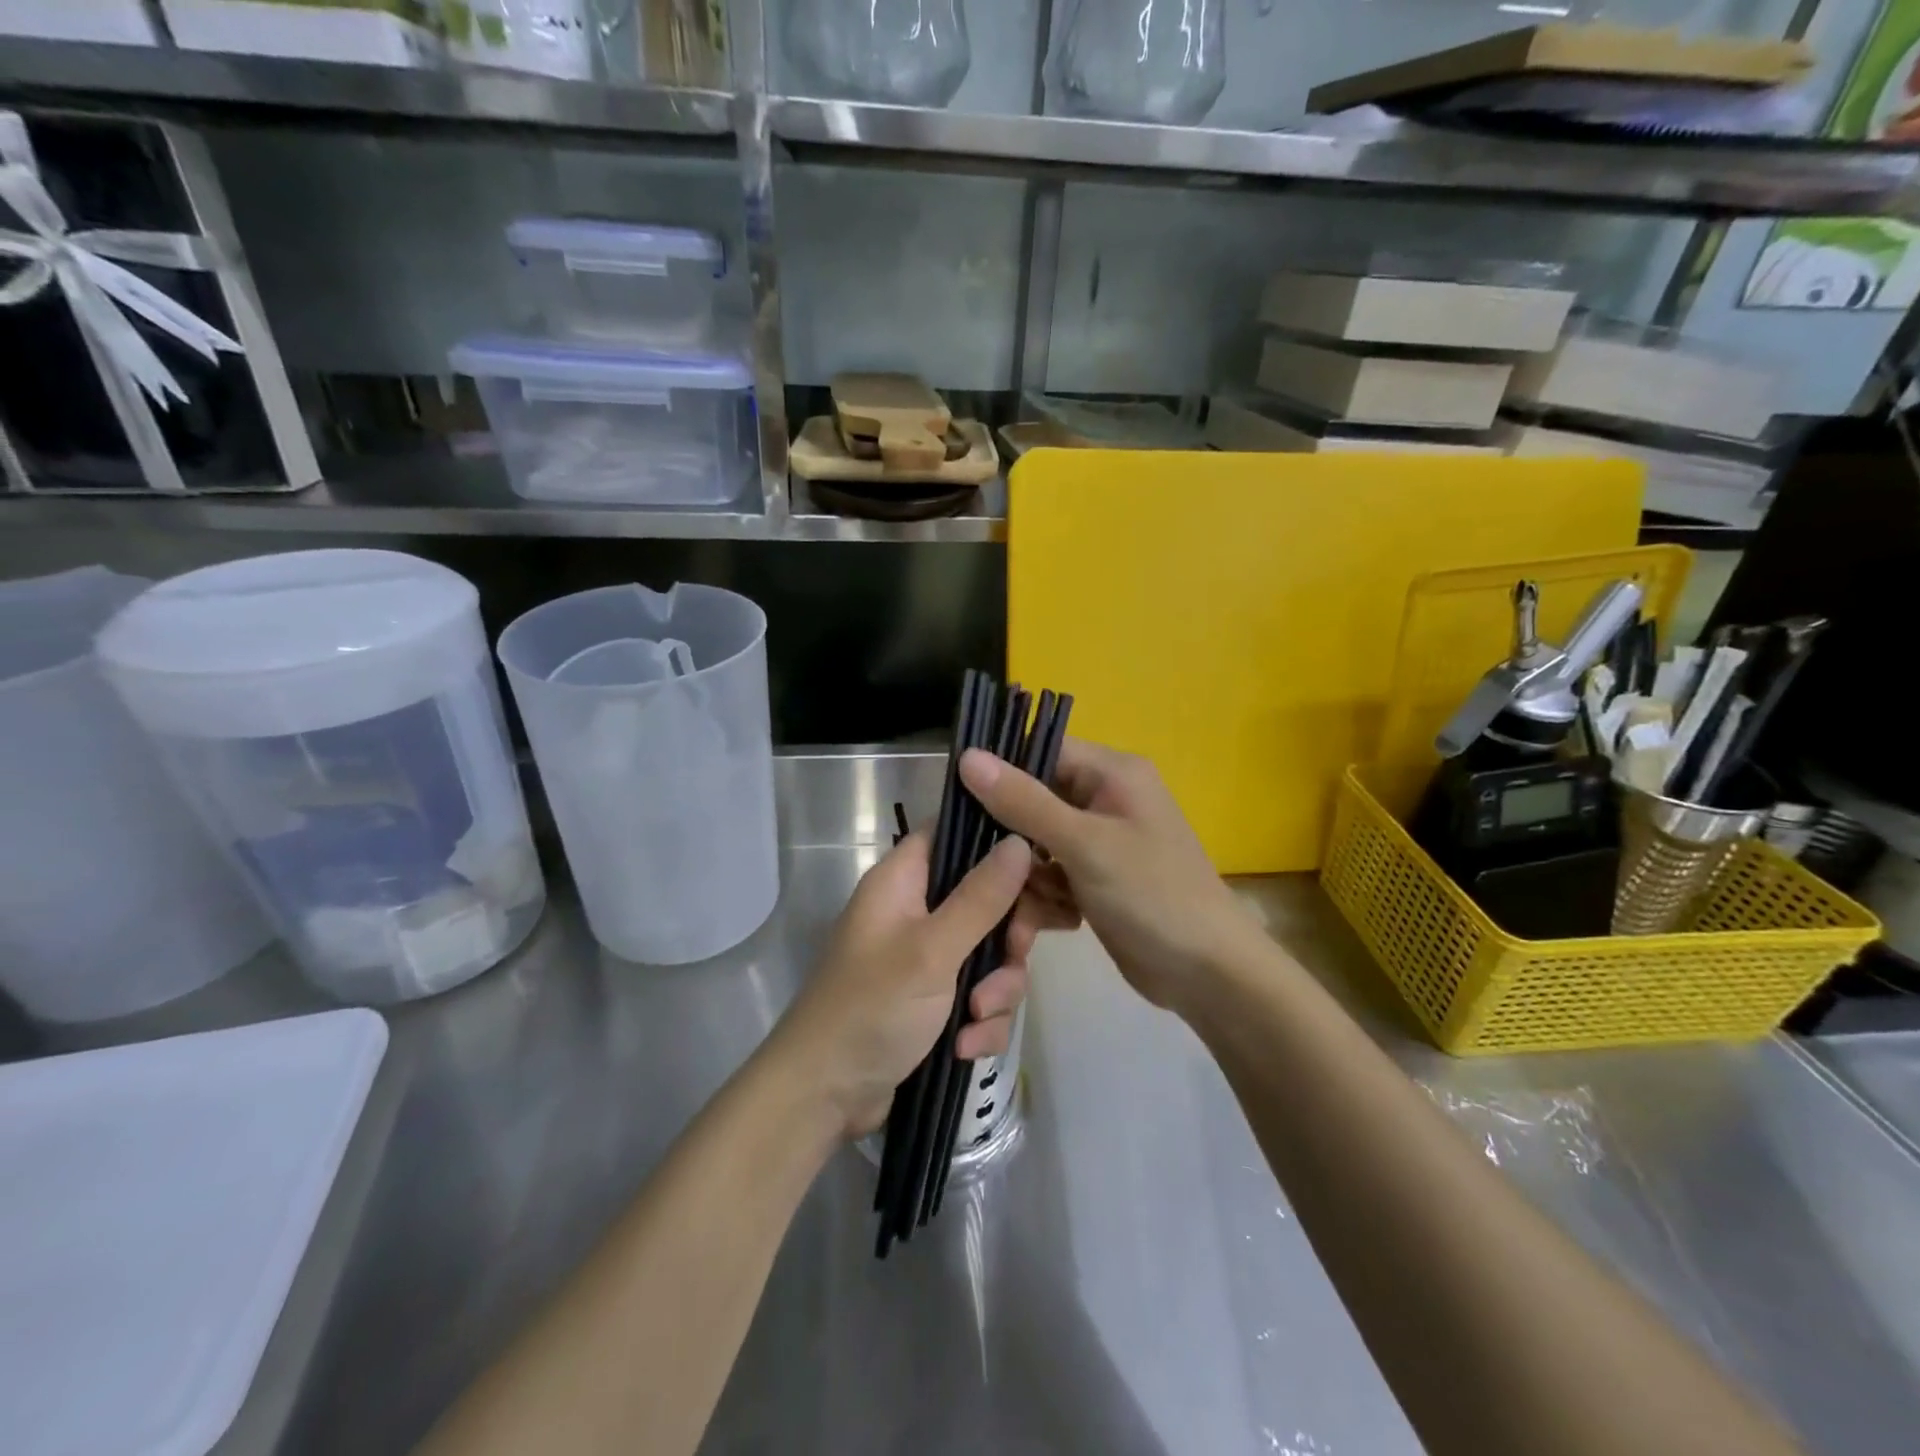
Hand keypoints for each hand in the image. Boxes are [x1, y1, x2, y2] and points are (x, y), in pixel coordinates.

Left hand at [767, 832, 1035, 1139]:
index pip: (953, 834)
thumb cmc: (872, 1008)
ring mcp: (926, 958)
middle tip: (1013, 957)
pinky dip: (980, 1022)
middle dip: (1007, 939)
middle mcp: (915, 911)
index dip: (997, 844)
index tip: (1039, 868)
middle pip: (986, 899)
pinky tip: (965, 1048)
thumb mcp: (932, 950)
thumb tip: (1020, 841)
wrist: (825, 1097)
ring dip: (995, 991)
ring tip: (975, 1018)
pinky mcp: (935, 1000)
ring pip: (989, 954)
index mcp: (902, 881)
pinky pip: (979, 996)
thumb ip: (981, 897)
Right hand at [958, 739, 1262, 1013]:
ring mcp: (1099, 842)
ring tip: (1036, 909)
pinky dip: (1046, 898)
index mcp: (1111, 773)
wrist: (1207, 973)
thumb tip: (967, 756)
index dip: (1000, 771)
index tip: (959, 802)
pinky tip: (1058, 922)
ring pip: (1034, 845)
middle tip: (995, 871)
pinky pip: (1050, 875)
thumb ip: (1023, 801)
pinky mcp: (1094, 879)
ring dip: (1028, 878)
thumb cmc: (1152, 895)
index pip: (1040, 750)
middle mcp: (1104, 799)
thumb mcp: (1084, 844)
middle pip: (1032, 801)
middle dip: (1012, 841)